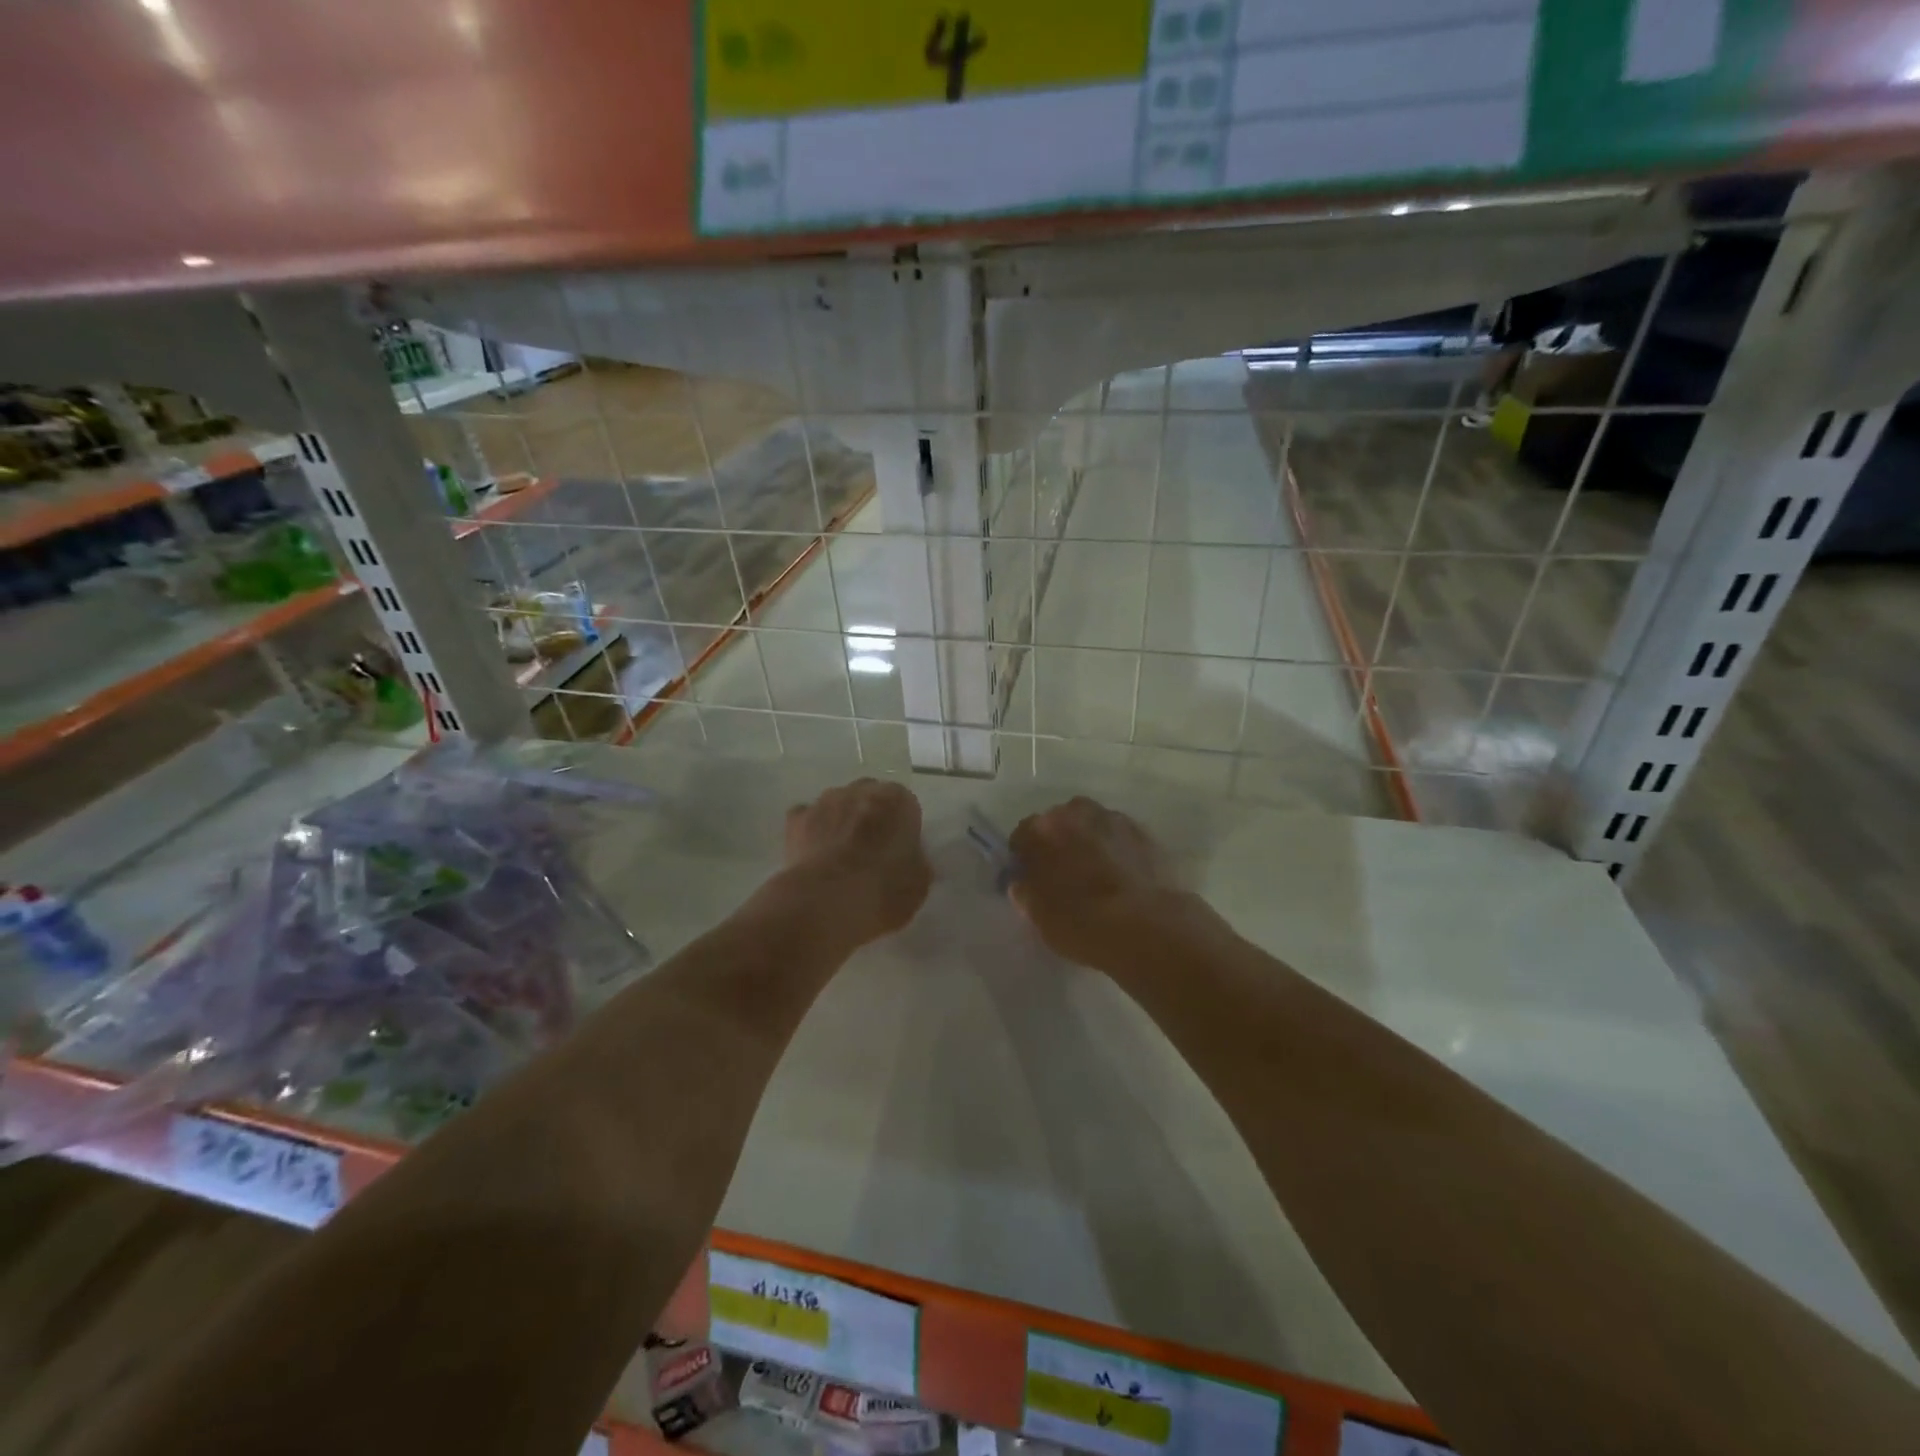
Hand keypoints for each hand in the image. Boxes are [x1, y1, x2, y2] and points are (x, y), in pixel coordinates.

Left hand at [780, 778, 931, 948]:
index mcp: (898, 800)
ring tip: (839, 856)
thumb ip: (915, 861)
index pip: (905, 805)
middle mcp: (861, 790)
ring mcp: (825, 801)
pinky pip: (808, 817)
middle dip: (871, 817)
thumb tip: (906, 859)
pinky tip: (813, 854)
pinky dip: (812, 830)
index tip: (899, 851)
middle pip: (870, 797)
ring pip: (838, 804)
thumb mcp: (919, 883)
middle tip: (871, 851)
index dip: (902, 828)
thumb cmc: (883, 891)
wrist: (826, 903)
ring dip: (841, 821)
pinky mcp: (796, 818)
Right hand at [1008, 797, 1198, 968]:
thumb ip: (1027, 892)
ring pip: (1092, 824)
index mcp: (1040, 831)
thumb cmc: (1080, 922)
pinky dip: (1117, 848)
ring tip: (1096, 871)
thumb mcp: (1039, 916)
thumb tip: (1024, 884)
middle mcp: (1073, 813)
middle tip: (1065, 873)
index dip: (1025, 857)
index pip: (1022, 836)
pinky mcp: (1143, 831)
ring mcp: (1112, 819)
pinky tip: (1122, 873)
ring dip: (1089, 840)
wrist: (1145, 926)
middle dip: (1059, 842)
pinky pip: (1120, 835)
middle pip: (1058, 822)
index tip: (1031, 877)